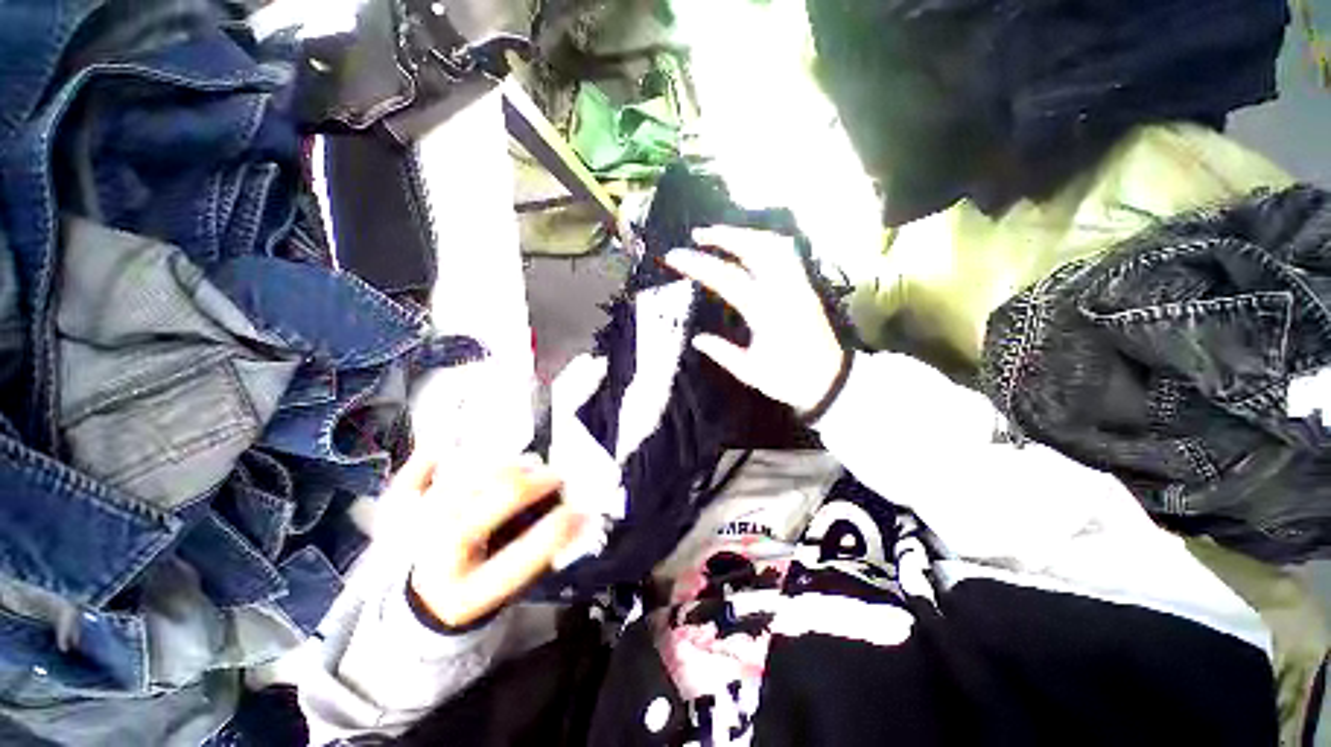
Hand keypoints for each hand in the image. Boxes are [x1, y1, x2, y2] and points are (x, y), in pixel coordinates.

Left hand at [398, 454, 584, 627]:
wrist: (417, 603)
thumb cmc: (475, 592)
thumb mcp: (508, 591)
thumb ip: (540, 556)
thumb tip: (581, 516)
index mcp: (466, 593)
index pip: (520, 558)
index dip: (557, 531)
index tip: (581, 510)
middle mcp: (436, 560)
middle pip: (491, 504)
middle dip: (533, 484)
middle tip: (555, 476)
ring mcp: (411, 534)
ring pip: (463, 481)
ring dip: (503, 466)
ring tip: (526, 465)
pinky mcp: (395, 514)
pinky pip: (411, 477)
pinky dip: (429, 458)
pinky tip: (448, 443)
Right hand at [664, 226, 845, 413]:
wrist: (831, 381)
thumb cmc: (789, 379)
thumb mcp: (751, 372)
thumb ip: (723, 353)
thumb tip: (697, 339)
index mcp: (765, 313)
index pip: (726, 278)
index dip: (698, 264)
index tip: (674, 256)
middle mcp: (784, 291)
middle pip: (755, 248)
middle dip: (724, 236)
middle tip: (698, 235)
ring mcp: (798, 286)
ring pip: (775, 246)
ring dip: (746, 235)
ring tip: (723, 236)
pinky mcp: (805, 287)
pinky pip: (787, 255)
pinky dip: (766, 243)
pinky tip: (752, 247)